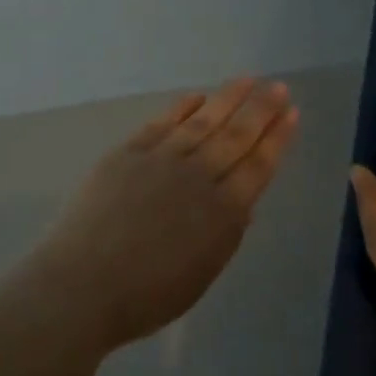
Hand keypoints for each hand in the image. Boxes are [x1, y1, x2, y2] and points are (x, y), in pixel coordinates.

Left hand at [34, 78, 299, 351]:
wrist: (84, 283)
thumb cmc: (146, 295)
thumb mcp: (201, 275)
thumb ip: (226, 235)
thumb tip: (243, 202)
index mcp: (222, 213)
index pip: (258, 166)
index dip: (277, 139)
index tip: (292, 113)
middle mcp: (197, 176)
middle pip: (236, 136)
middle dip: (260, 110)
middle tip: (278, 86)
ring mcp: (161, 159)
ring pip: (203, 121)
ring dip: (227, 99)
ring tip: (247, 79)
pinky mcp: (129, 151)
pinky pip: (162, 123)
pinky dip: (182, 108)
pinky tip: (197, 97)